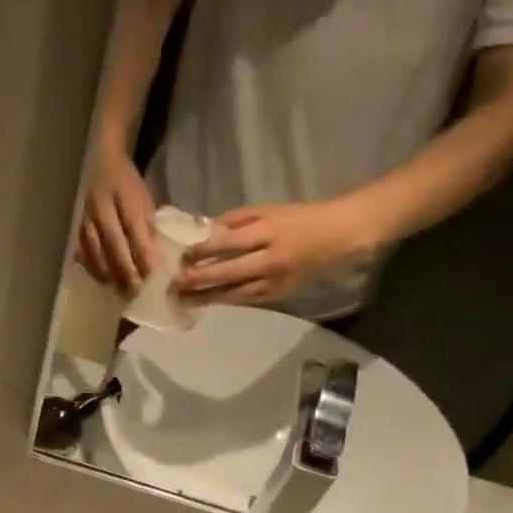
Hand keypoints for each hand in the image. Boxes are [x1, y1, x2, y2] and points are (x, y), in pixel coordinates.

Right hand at [76, 143, 156, 294]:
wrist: (102, 161)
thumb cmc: (129, 183)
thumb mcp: (145, 198)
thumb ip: (149, 226)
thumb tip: (156, 259)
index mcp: (124, 195)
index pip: (136, 230)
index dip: (144, 255)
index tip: (154, 276)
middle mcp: (102, 207)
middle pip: (114, 245)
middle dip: (126, 271)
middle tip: (136, 292)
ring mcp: (86, 217)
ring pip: (96, 252)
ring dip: (109, 274)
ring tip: (120, 291)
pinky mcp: (77, 225)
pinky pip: (83, 251)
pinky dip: (94, 268)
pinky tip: (104, 280)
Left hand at [176, 199, 377, 306]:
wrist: (336, 238)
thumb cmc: (298, 219)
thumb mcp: (267, 210)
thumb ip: (235, 221)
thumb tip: (202, 230)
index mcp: (268, 232)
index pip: (229, 242)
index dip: (203, 249)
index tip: (181, 254)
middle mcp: (270, 259)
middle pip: (228, 272)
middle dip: (199, 279)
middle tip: (176, 283)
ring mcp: (274, 281)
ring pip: (235, 292)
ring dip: (207, 297)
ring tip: (184, 299)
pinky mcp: (277, 296)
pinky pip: (246, 300)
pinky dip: (226, 301)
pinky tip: (208, 302)